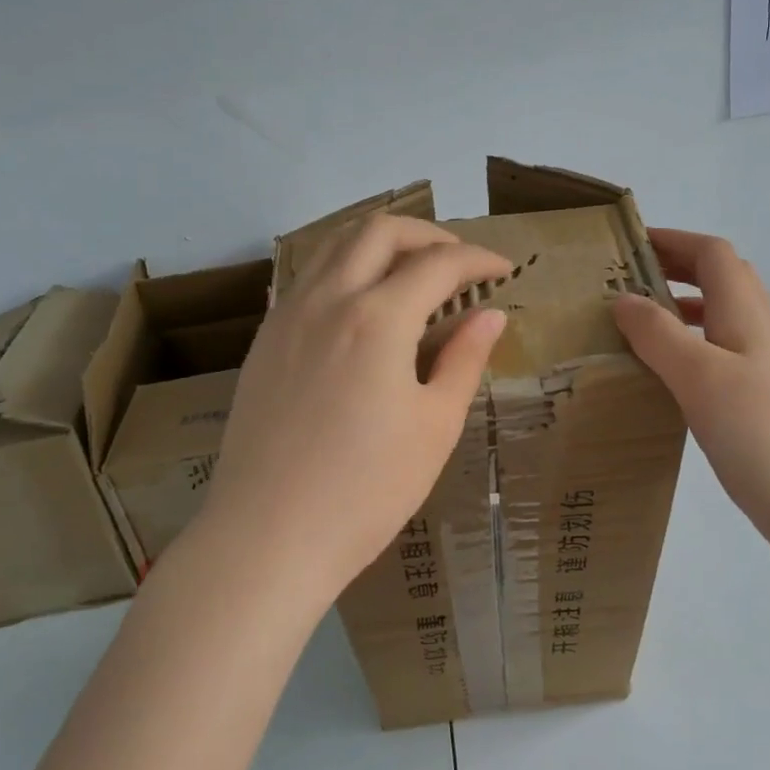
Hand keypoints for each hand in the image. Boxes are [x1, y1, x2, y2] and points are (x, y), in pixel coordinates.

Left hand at [196, 214, 509, 605]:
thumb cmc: (366, 490)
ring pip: (336, 244)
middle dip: (429, 234)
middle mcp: (328, 299)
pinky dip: (345, 267)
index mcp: (378, 319)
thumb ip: (464, 359)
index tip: (504, 269)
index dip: (479, 259)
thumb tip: (490, 314)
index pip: (438, 264)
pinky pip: (308, 276)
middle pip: (380, 231)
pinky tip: (362, 303)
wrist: (267, 539)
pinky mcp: (265, 339)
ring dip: (382, 242)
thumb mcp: (434, 426)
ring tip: (412, 270)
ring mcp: (288, 315)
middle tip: (459, 262)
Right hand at [612, 230, 769, 543]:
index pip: (713, 254)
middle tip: (627, 279)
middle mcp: (754, 332)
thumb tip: (623, 298)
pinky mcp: (752, 402)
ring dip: (679, 306)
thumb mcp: (700, 376)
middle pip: (719, 279)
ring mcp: (757, 369)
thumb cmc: (760, 433)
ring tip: (633, 321)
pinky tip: (660, 374)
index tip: (629, 245)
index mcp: (745, 314)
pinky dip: (684, 347)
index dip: (675, 239)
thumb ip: (659, 334)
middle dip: (675, 267)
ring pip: (717, 318)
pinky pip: (713, 355)